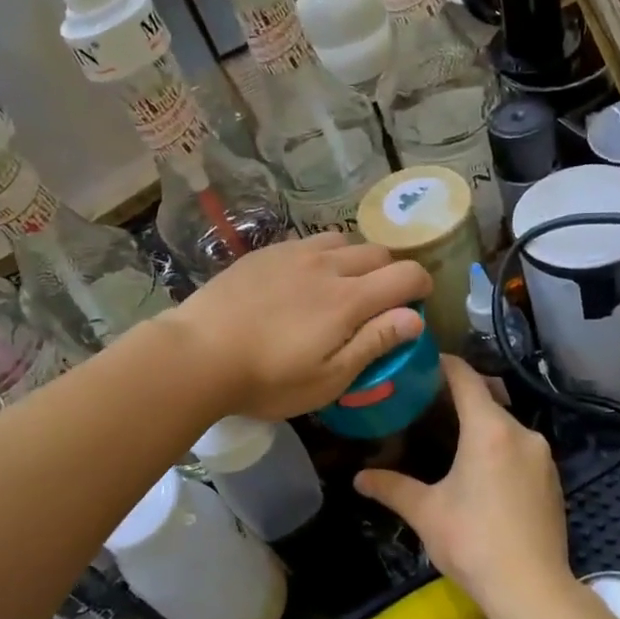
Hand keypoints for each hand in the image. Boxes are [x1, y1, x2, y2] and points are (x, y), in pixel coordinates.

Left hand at [167, 235, 430, 420]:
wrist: (198, 353)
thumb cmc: (268, 378)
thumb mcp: (329, 377)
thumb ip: (375, 343)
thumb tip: (416, 317)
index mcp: (349, 299)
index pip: (406, 274)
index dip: (421, 286)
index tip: (417, 304)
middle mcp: (327, 265)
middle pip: (378, 252)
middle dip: (390, 272)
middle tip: (378, 302)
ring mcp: (293, 253)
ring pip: (342, 240)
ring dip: (355, 259)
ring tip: (341, 286)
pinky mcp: (265, 252)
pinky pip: (308, 242)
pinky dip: (321, 255)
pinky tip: (302, 279)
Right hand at [355, 357, 569, 610]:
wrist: (532, 589)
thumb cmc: (473, 542)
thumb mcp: (426, 512)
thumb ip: (392, 488)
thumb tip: (359, 479)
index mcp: (489, 430)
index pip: (466, 379)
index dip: (444, 364)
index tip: (423, 360)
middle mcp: (522, 433)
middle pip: (488, 399)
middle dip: (460, 397)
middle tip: (428, 403)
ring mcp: (543, 456)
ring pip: (506, 426)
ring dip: (482, 426)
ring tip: (453, 438)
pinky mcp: (554, 479)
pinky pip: (522, 449)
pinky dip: (501, 448)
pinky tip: (483, 472)